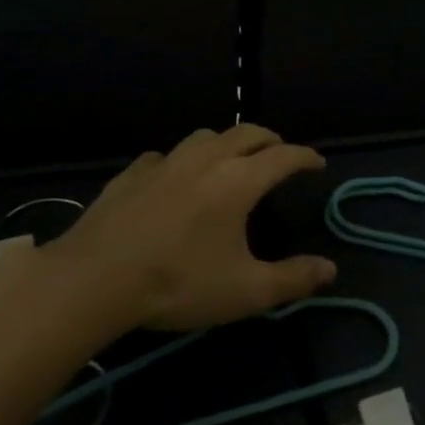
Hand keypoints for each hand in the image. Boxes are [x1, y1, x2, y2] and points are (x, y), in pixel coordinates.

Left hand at [48, 125, 334, 331]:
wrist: (95, 278)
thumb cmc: (179, 283)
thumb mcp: (245, 291)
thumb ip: (292, 279)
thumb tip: (329, 268)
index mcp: (239, 180)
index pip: (283, 156)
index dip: (304, 156)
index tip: (317, 163)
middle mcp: (206, 160)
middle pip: (247, 133)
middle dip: (270, 139)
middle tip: (280, 153)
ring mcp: (166, 163)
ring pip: (205, 137)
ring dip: (227, 142)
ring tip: (232, 158)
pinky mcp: (132, 174)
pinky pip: (165, 156)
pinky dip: (181, 161)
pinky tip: (174, 177)